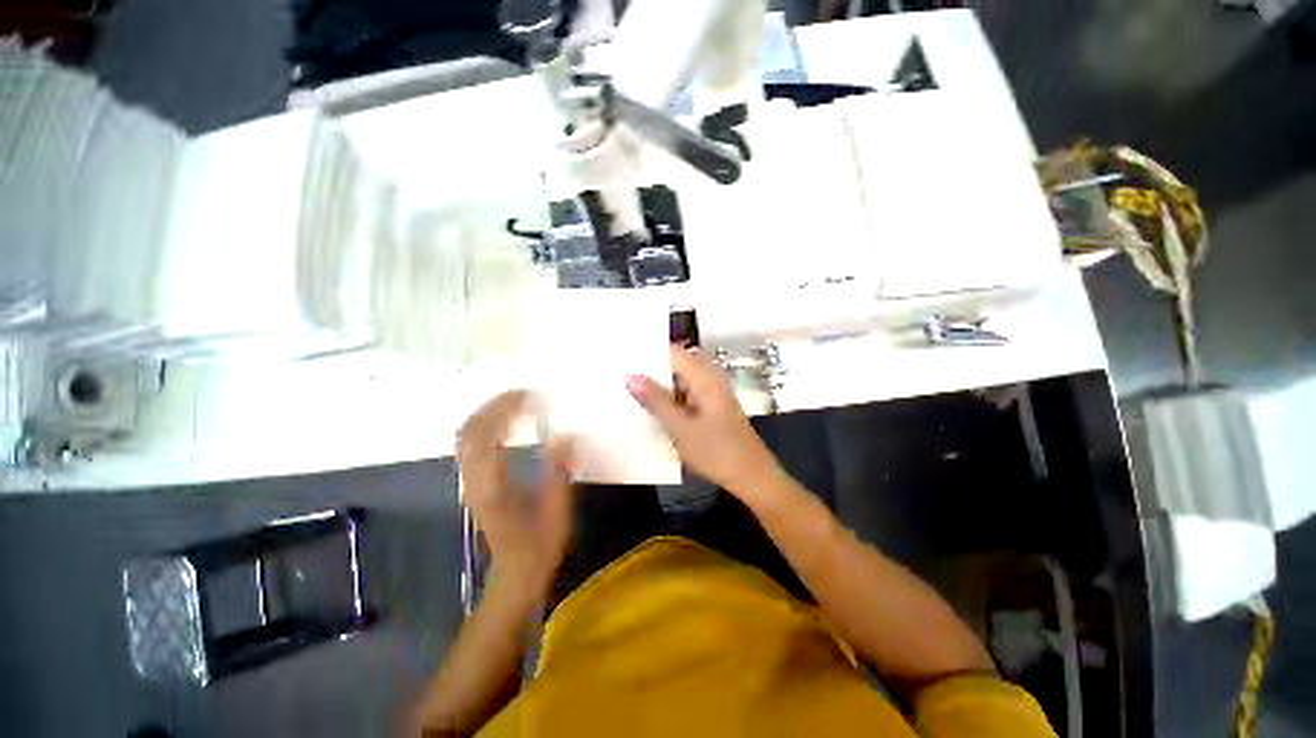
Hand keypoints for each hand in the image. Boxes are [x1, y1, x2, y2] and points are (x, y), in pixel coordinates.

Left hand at [456, 390, 574, 593]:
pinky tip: (504, 421)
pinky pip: (469, 445)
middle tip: (523, 393)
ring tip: (515, 401)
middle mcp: (473, 481)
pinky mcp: (473, 483)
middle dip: (493, 406)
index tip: (529, 395)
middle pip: (469, 431)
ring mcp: (469, 482)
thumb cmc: (539, 545)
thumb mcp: (557, 511)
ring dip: (486, 413)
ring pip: (465, 436)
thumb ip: (558, 472)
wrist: (515, 573)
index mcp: (492, 487)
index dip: (504, 410)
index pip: (486, 437)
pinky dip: (484, 425)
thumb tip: (565, 436)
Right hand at [626, 345, 783, 502]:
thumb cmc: (717, 452)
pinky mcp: (711, 406)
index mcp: (705, 377)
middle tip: (620, 373)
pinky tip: (651, 407)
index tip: (621, 356)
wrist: (752, 477)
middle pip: (676, 363)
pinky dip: (669, 396)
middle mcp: (710, 378)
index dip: (648, 351)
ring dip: (659, 384)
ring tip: (628, 388)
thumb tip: (629, 376)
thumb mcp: (681, 428)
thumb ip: (655, 401)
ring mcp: (712, 392)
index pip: (672, 351)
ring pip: (680, 379)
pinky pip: (686, 392)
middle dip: (650, 367)